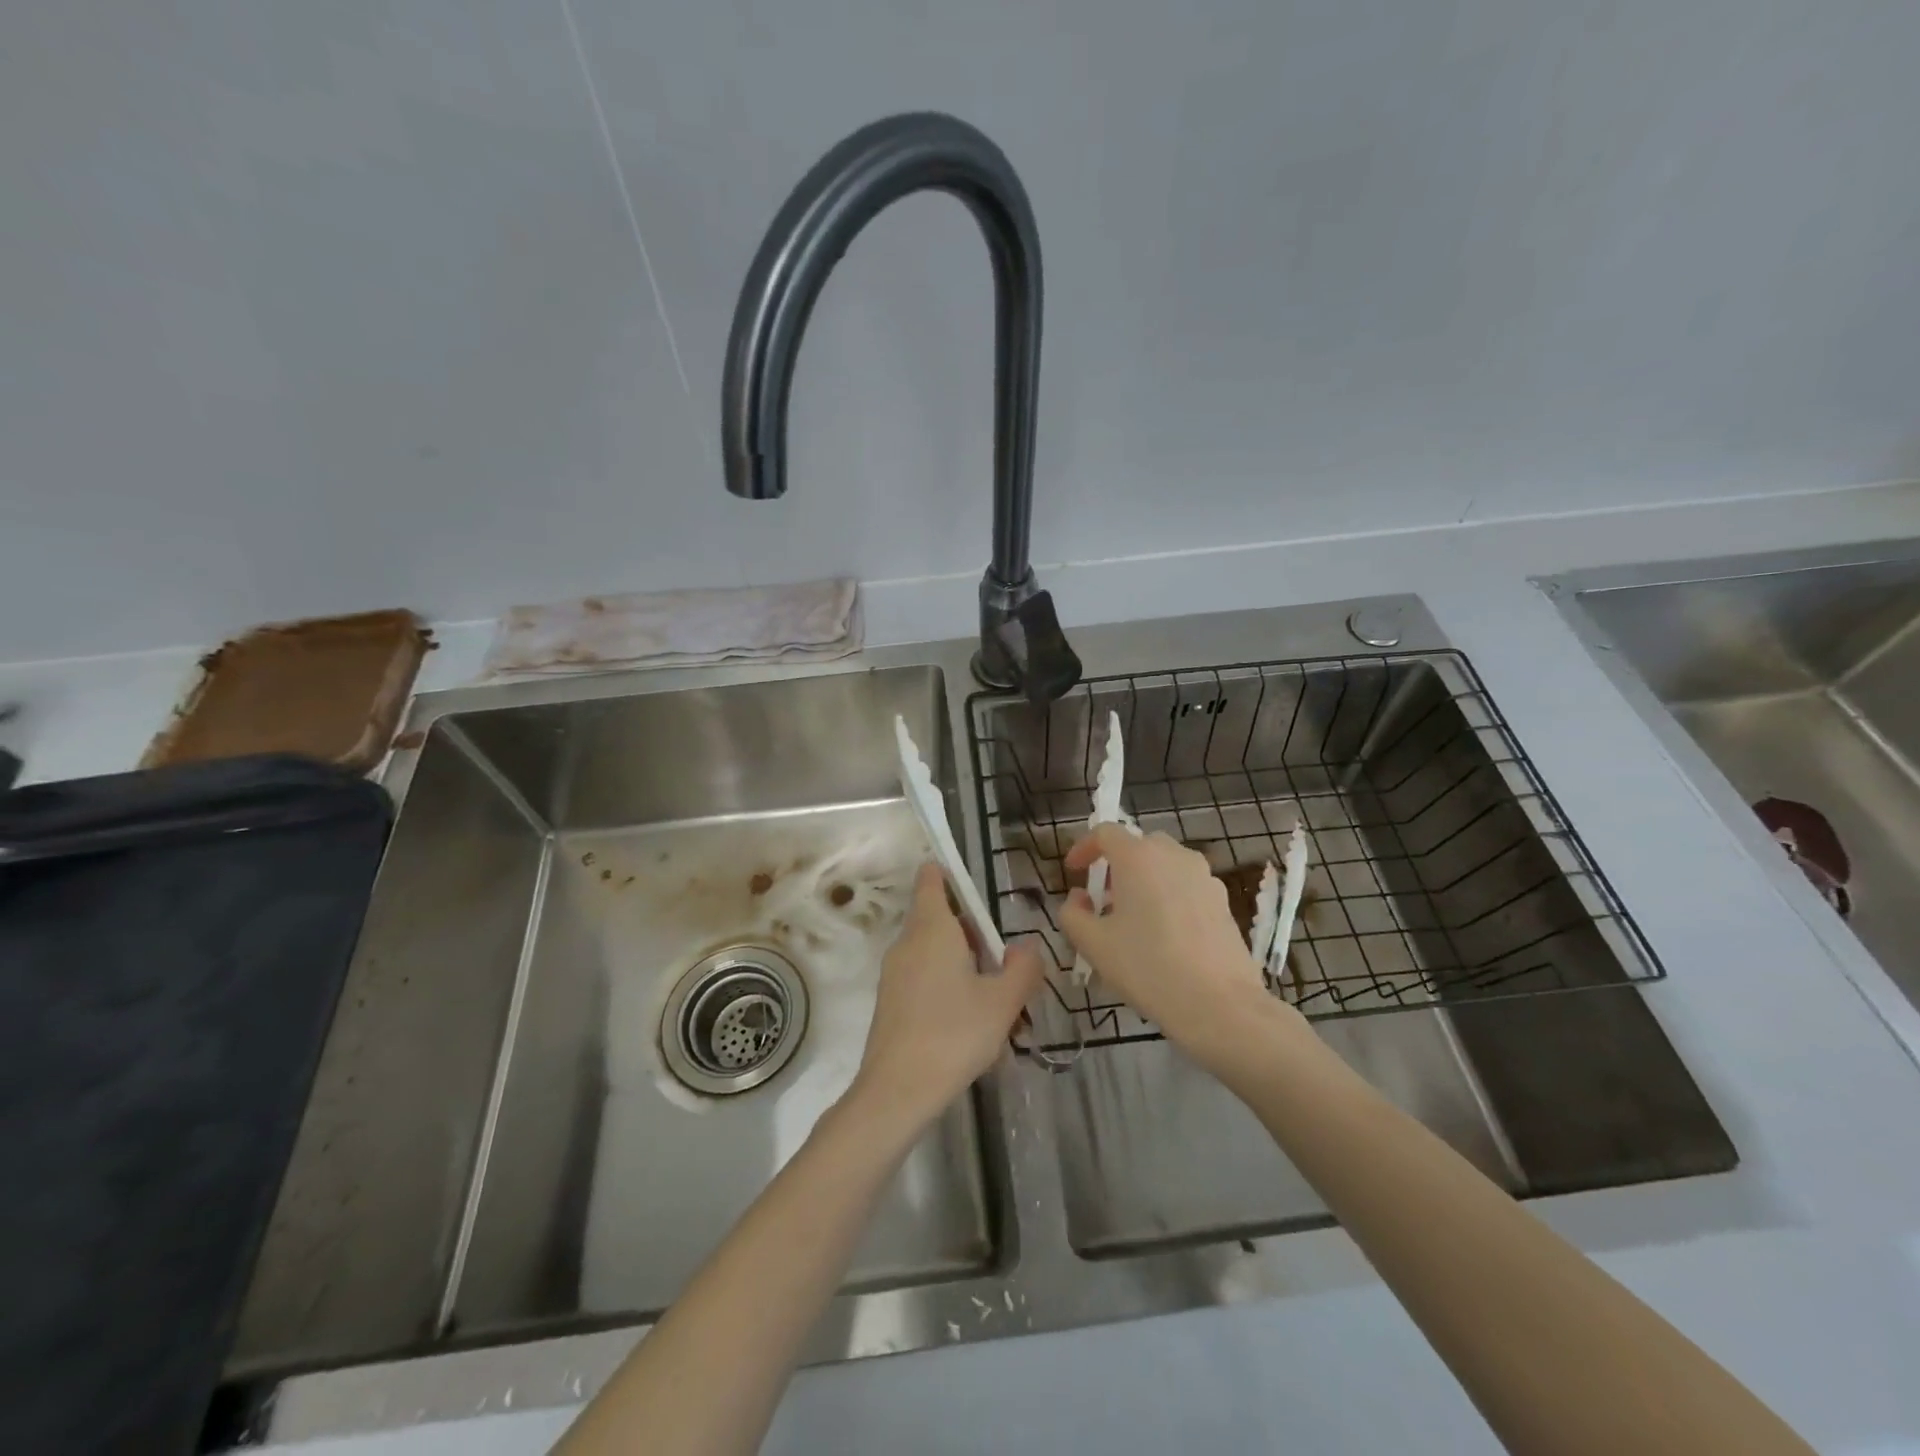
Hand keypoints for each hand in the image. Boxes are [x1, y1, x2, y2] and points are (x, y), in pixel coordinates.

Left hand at [850, 863, 1045, 1129]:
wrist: (897, 1089)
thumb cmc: (954, 1034)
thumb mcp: (1003, 1002)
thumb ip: (1022, 968)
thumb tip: (1026, 946)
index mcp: (932, 928)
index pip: (932, 880)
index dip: (949, 875)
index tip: (975, 890)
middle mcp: (908, 942)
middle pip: (938, 917)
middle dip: (971, 932)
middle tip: (1001, 963)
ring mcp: (894, 972)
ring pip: (932, 950)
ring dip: (961, 962)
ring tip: (991, 998)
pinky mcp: (889, 1000)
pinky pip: (921, 975)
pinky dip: (944, 983)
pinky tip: (966, 1022)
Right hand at [1061, 826, 1281, 1065]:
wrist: (1220, 1005)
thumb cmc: (1148, 967)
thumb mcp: (1093, 944)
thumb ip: (1072, 913)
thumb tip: (1079, 898)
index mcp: (1138, 857)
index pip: (1106, 832)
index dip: (1084, 848)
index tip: (1073, 871)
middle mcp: (1174, 855)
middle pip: (1138, 846)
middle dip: (1116, 865)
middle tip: (1103, 898)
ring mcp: (1204, 877)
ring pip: (1165, 866)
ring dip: (1145, 881)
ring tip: (1134, 918)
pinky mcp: (1223, 901)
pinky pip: (1186, 887)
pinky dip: (1169, 897)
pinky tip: (1165, 935)